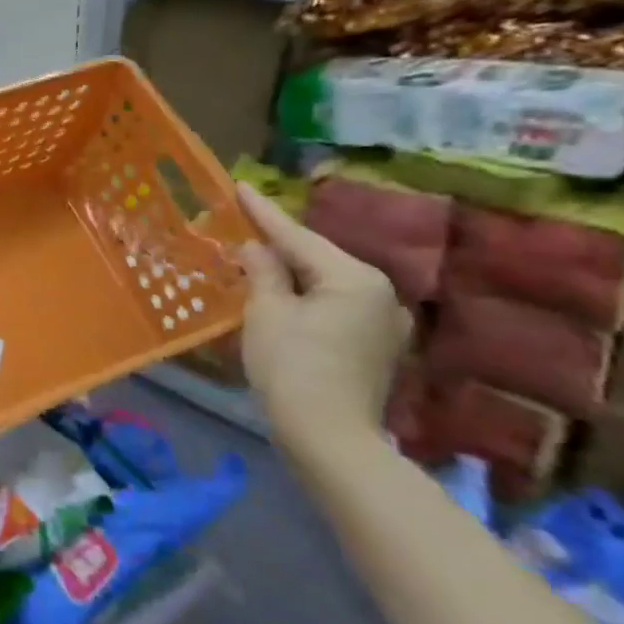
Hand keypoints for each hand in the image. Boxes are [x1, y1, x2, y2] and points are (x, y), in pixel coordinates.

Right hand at [236, 182, 409, 448]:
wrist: (329, 437)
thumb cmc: (292, 366)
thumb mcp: (266, 312)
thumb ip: (263, 271)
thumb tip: (256, 248)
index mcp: (355, 278)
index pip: (298, 237)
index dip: (263, 212)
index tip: (239, 186)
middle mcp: (381, 293)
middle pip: (317, 258)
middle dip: (279, 244)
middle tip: (243, 223)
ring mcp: (384, 322)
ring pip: (326, 283)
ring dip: (292, 273)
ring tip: (257, 258)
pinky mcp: (376, 346)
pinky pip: (334, 306)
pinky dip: (306, 296)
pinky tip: (283, 295)